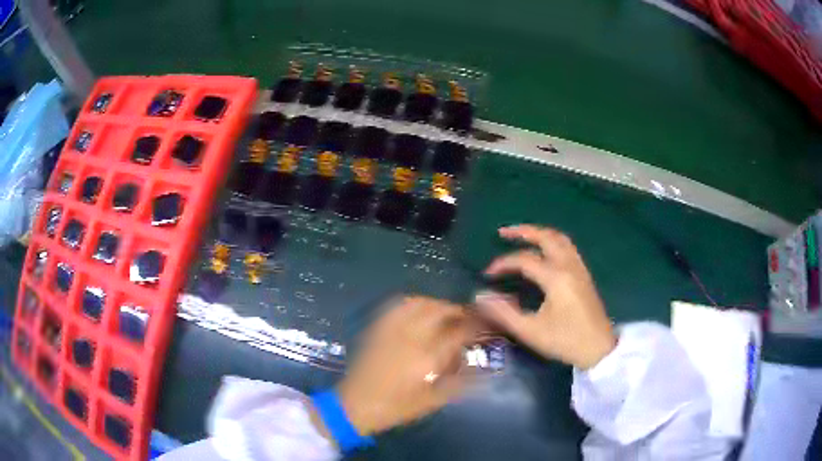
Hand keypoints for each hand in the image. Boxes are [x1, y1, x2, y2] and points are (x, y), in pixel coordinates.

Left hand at [335, 296, 477, 435]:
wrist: (353, 405)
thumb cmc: (394, 408)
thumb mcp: (430, 402)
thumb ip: (457, 384)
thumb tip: (479, 371)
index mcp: (427, 357)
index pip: (458, 333)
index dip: (474, 325)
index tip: (484, 324)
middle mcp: (411, 337)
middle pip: (439, 311)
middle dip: (457, 310)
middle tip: (466, 317)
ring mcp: (392, 330)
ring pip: (419, 303)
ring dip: (437, 304)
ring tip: (446, 312)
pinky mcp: (377, 329)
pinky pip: (397, 307)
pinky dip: (414, 303)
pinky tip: (419, 310)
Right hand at [474, 225, 614, 369]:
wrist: (598, 348)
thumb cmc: (565, 340)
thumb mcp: (530, 331)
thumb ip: (504, 313)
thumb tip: (480, 296)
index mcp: (556, 277)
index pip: (524, 260)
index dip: (503, 263)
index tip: (487, 274)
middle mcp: (569, 266)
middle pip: (546, 237)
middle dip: (523, 231)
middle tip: (503, 232)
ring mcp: (579, 268)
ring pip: (560, 239)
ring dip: (540, 233)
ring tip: (522, 235)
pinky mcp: (584, 274)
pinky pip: (568, 247)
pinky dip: (552, 241)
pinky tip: (545, 250)